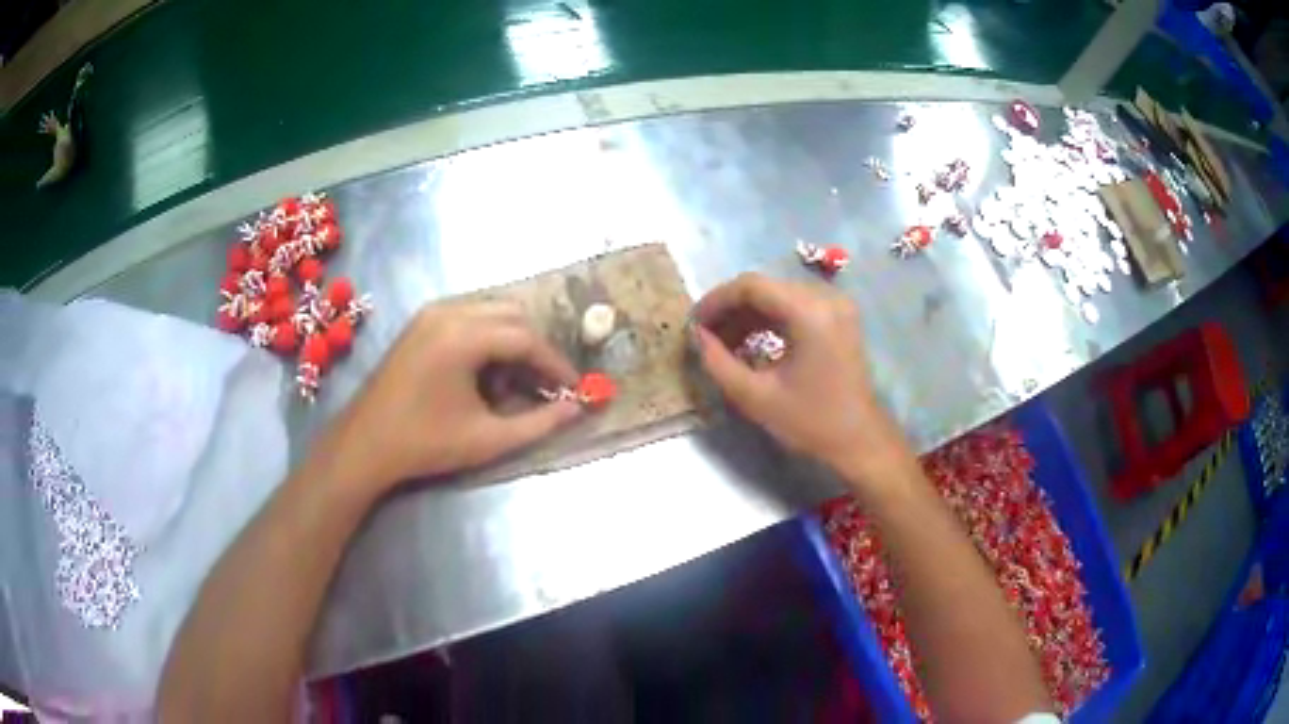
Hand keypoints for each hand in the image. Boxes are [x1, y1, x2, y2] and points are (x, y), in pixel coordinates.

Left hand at [317, 301, 581, 499]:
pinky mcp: (421, 322)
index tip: (575, 388)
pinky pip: (469, 316)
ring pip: (491, 312)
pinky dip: (488, 338)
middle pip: (512, 315)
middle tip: (547, 385)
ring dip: (511, 342)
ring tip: (514, 384)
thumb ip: (539, 423)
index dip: (555, 363)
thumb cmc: (425, 444)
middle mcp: (448, 311)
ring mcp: (430, 313)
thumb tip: (577, 409)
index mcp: (463, 335)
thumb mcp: (488, 438)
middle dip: (535, 349)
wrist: (365, 444)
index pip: (526, 338)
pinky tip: (484, 374)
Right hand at [693, 273, 912, 484]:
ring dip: (748, 315)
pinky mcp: (838, 319)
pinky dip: (769, 320)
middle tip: (705, 337)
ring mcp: (836, 306)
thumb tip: (696, 336)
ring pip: (778, 296)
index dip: (716, 301)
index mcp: (809, 313)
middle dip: (730, 309)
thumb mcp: (756, 397)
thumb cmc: (811, 422)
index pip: (751, 286)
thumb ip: (718, 362)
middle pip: (765, 287)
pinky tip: (750, 344)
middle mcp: (826, 298)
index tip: (694, 325)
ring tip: (723, 344)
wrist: (860, 442)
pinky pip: (795, 307)